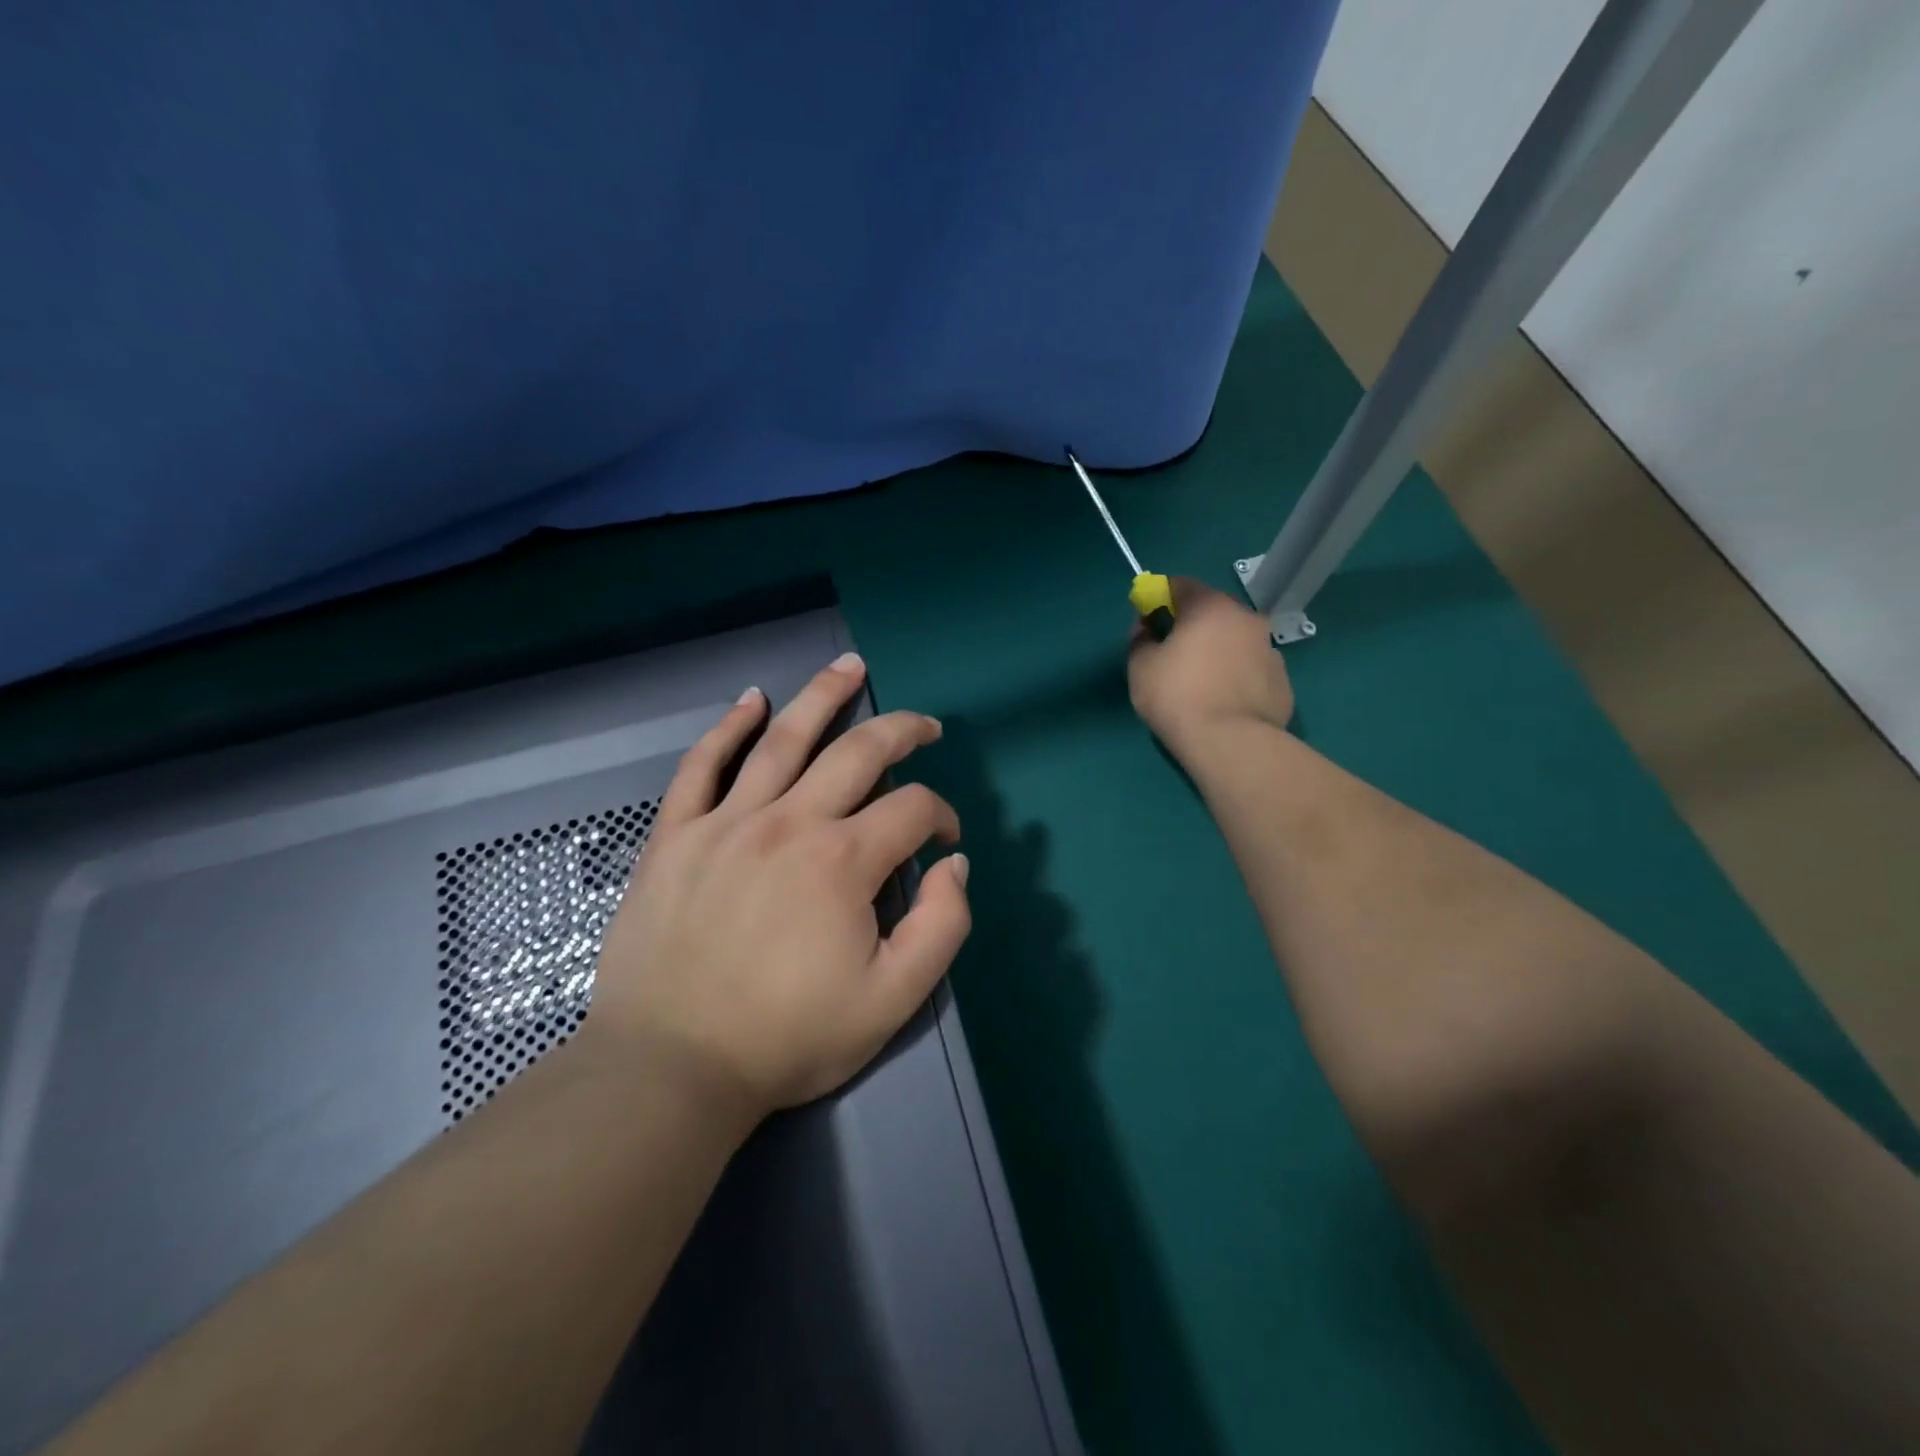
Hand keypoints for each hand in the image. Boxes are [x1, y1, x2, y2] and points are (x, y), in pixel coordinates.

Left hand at [584, 654, 969, 1120]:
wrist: (670, 1068)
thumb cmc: (787, 1038)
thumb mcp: (893, 1001)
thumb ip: (942, 927)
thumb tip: (953, 864)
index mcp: (843, 860)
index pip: (912, 809)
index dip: (940, 816)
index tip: (943, 840)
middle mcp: (790, 822)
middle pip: (858, 751)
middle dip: (902, 731)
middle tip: (925, 725)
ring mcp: (726, 822)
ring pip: (783, 739)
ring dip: (822, 696)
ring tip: (849, 666)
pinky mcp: (676, 835)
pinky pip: (701, 766)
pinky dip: (728, 728)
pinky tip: (751, 700)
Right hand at [1127, 577, 1293, 751]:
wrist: (1231, 743)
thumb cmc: (1177, 696)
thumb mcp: (1140, 666)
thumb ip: (1140, 638)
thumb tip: (1147, 628)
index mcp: (1210, 607)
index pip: (1181, 585)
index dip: (1160, 598)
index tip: (1148, 621)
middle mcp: (1247, 618)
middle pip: (1213, 612)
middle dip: (1193, 626)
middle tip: (1173, 655)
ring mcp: (1270, 650)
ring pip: (1236, 641)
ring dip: (1219, 652)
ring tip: (1201, 685)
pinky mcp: (1283, 682)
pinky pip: (1251, 670)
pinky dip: (1237, 677)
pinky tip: (1223, 703)